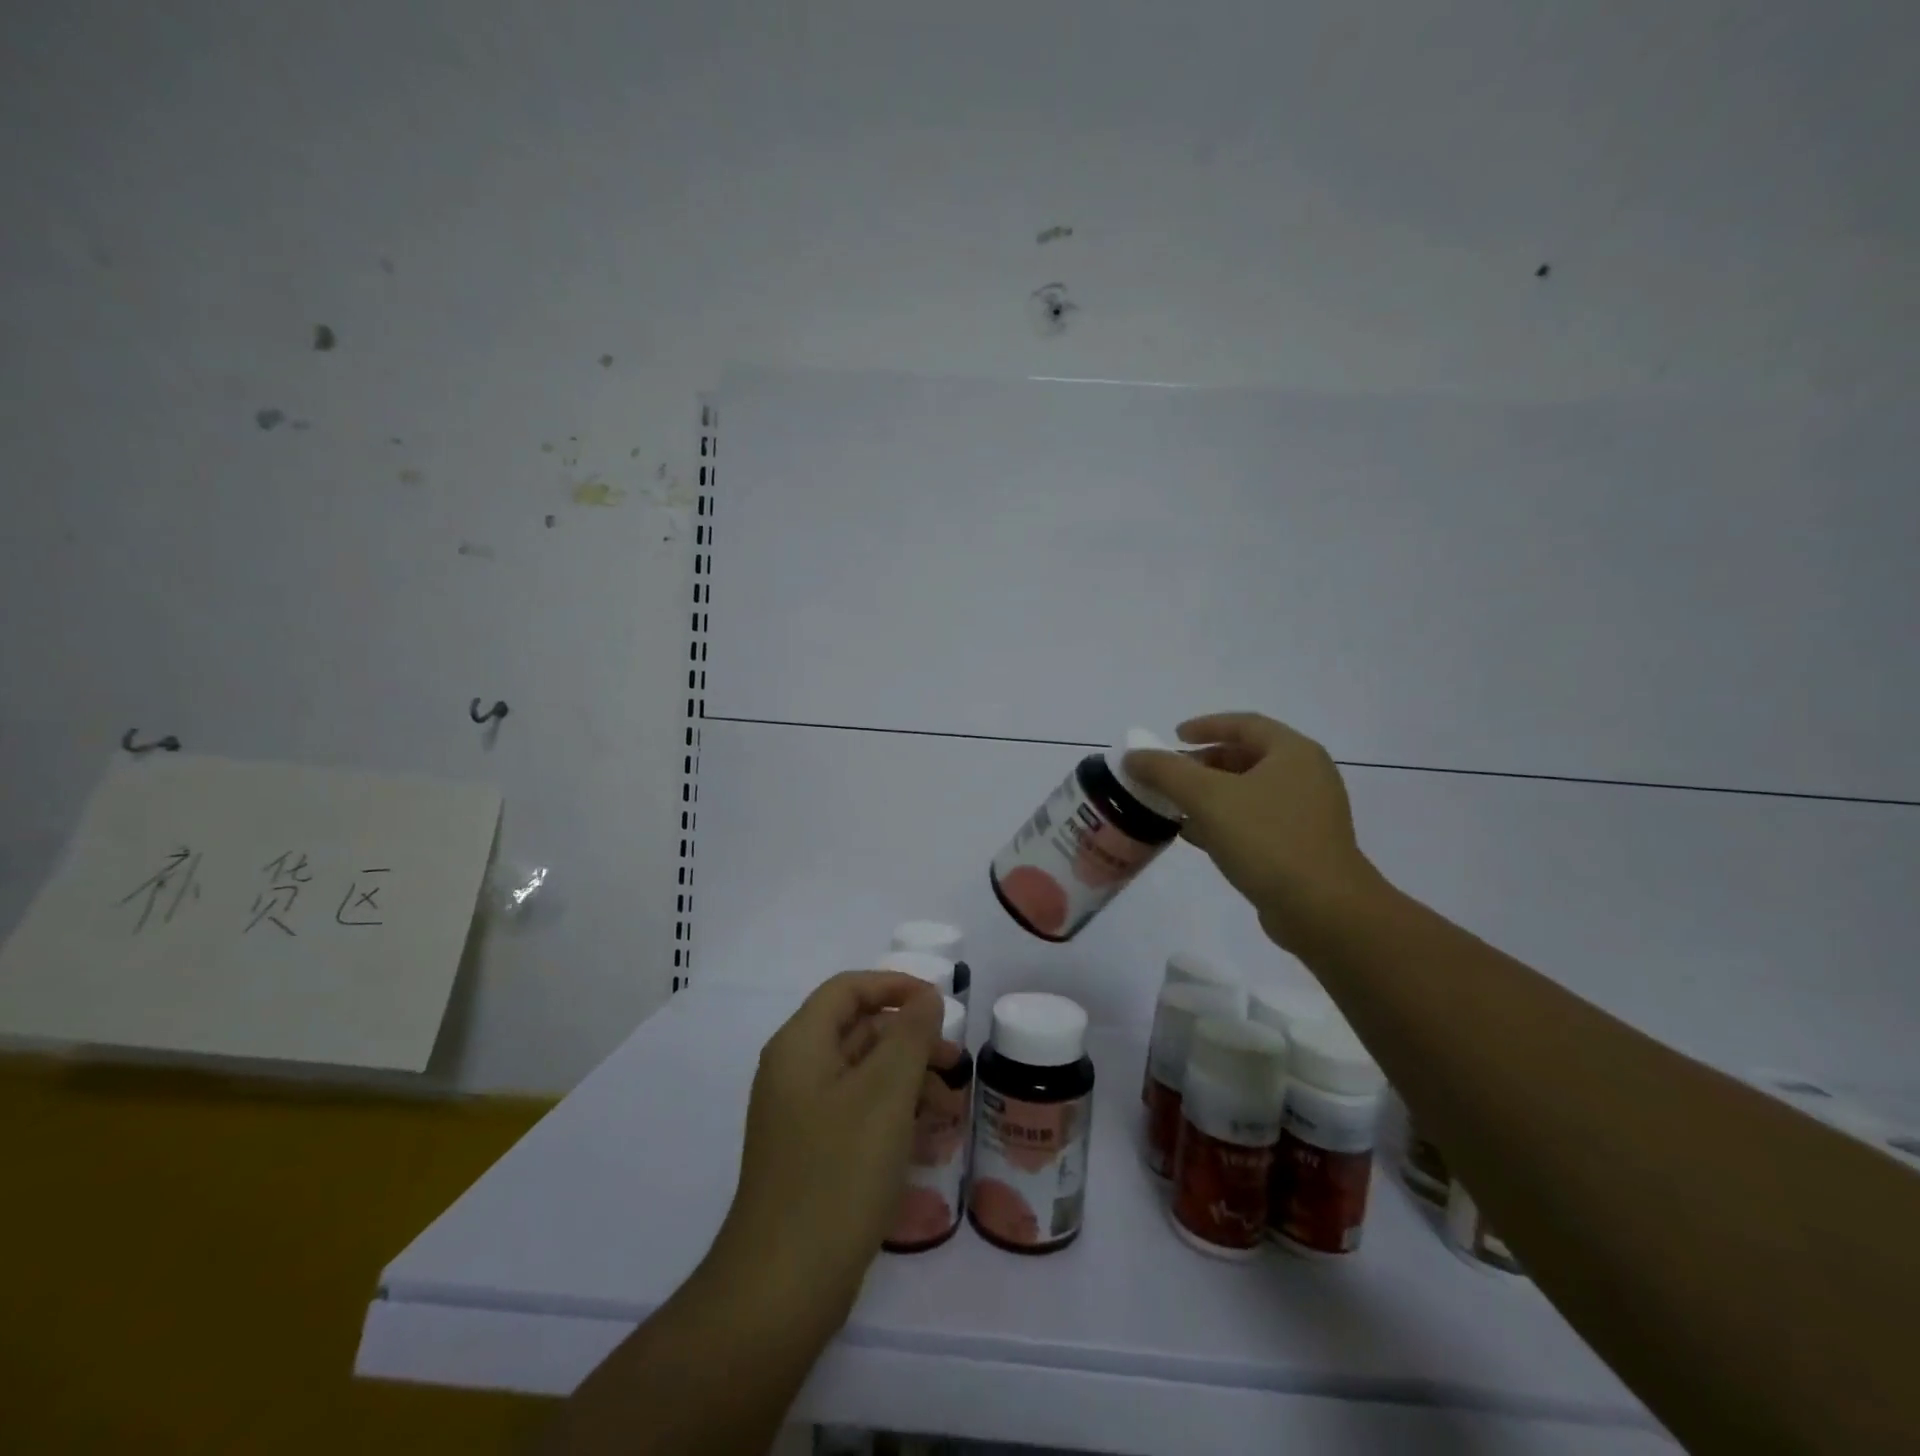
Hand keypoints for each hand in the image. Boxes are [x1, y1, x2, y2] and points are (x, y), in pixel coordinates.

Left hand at [709, 971, 950, 1331]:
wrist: (782, 1288)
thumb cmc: (838, 1173)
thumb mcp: (885, 1094)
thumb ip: (910, 1035)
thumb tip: (926, 998)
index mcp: (800, 1045)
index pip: (848, 989)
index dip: (895, 986)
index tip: (940, 1003)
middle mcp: (795, 1072)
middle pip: (858, 1030)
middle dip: (910, 1039)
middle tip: (955, 1062)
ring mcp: (800, 1116)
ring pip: (862, 1074)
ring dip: (907, 1079)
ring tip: (950, 1107)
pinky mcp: (811, 1154)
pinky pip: (857, 1113)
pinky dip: (892, 1113)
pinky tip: (925, 1137)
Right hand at [1126, 711, 1383, 949]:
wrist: (1322, 910)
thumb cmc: (1267, 839)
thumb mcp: (1207, 797)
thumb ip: (1166, 771)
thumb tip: (1133, 756)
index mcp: (1293, 752)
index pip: (1244, 724)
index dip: (1205, 726)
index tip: (1173, 736)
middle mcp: (1305, 776)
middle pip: (1245, 757)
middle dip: (1203, 764)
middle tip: (1170, 774)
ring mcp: (1306, 814)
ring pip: (1248, 793)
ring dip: (1209, 795)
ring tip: (1173, 805)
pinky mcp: (1300, 847)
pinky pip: (1255, 822)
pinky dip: (1223, 821)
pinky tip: (1194, 836)